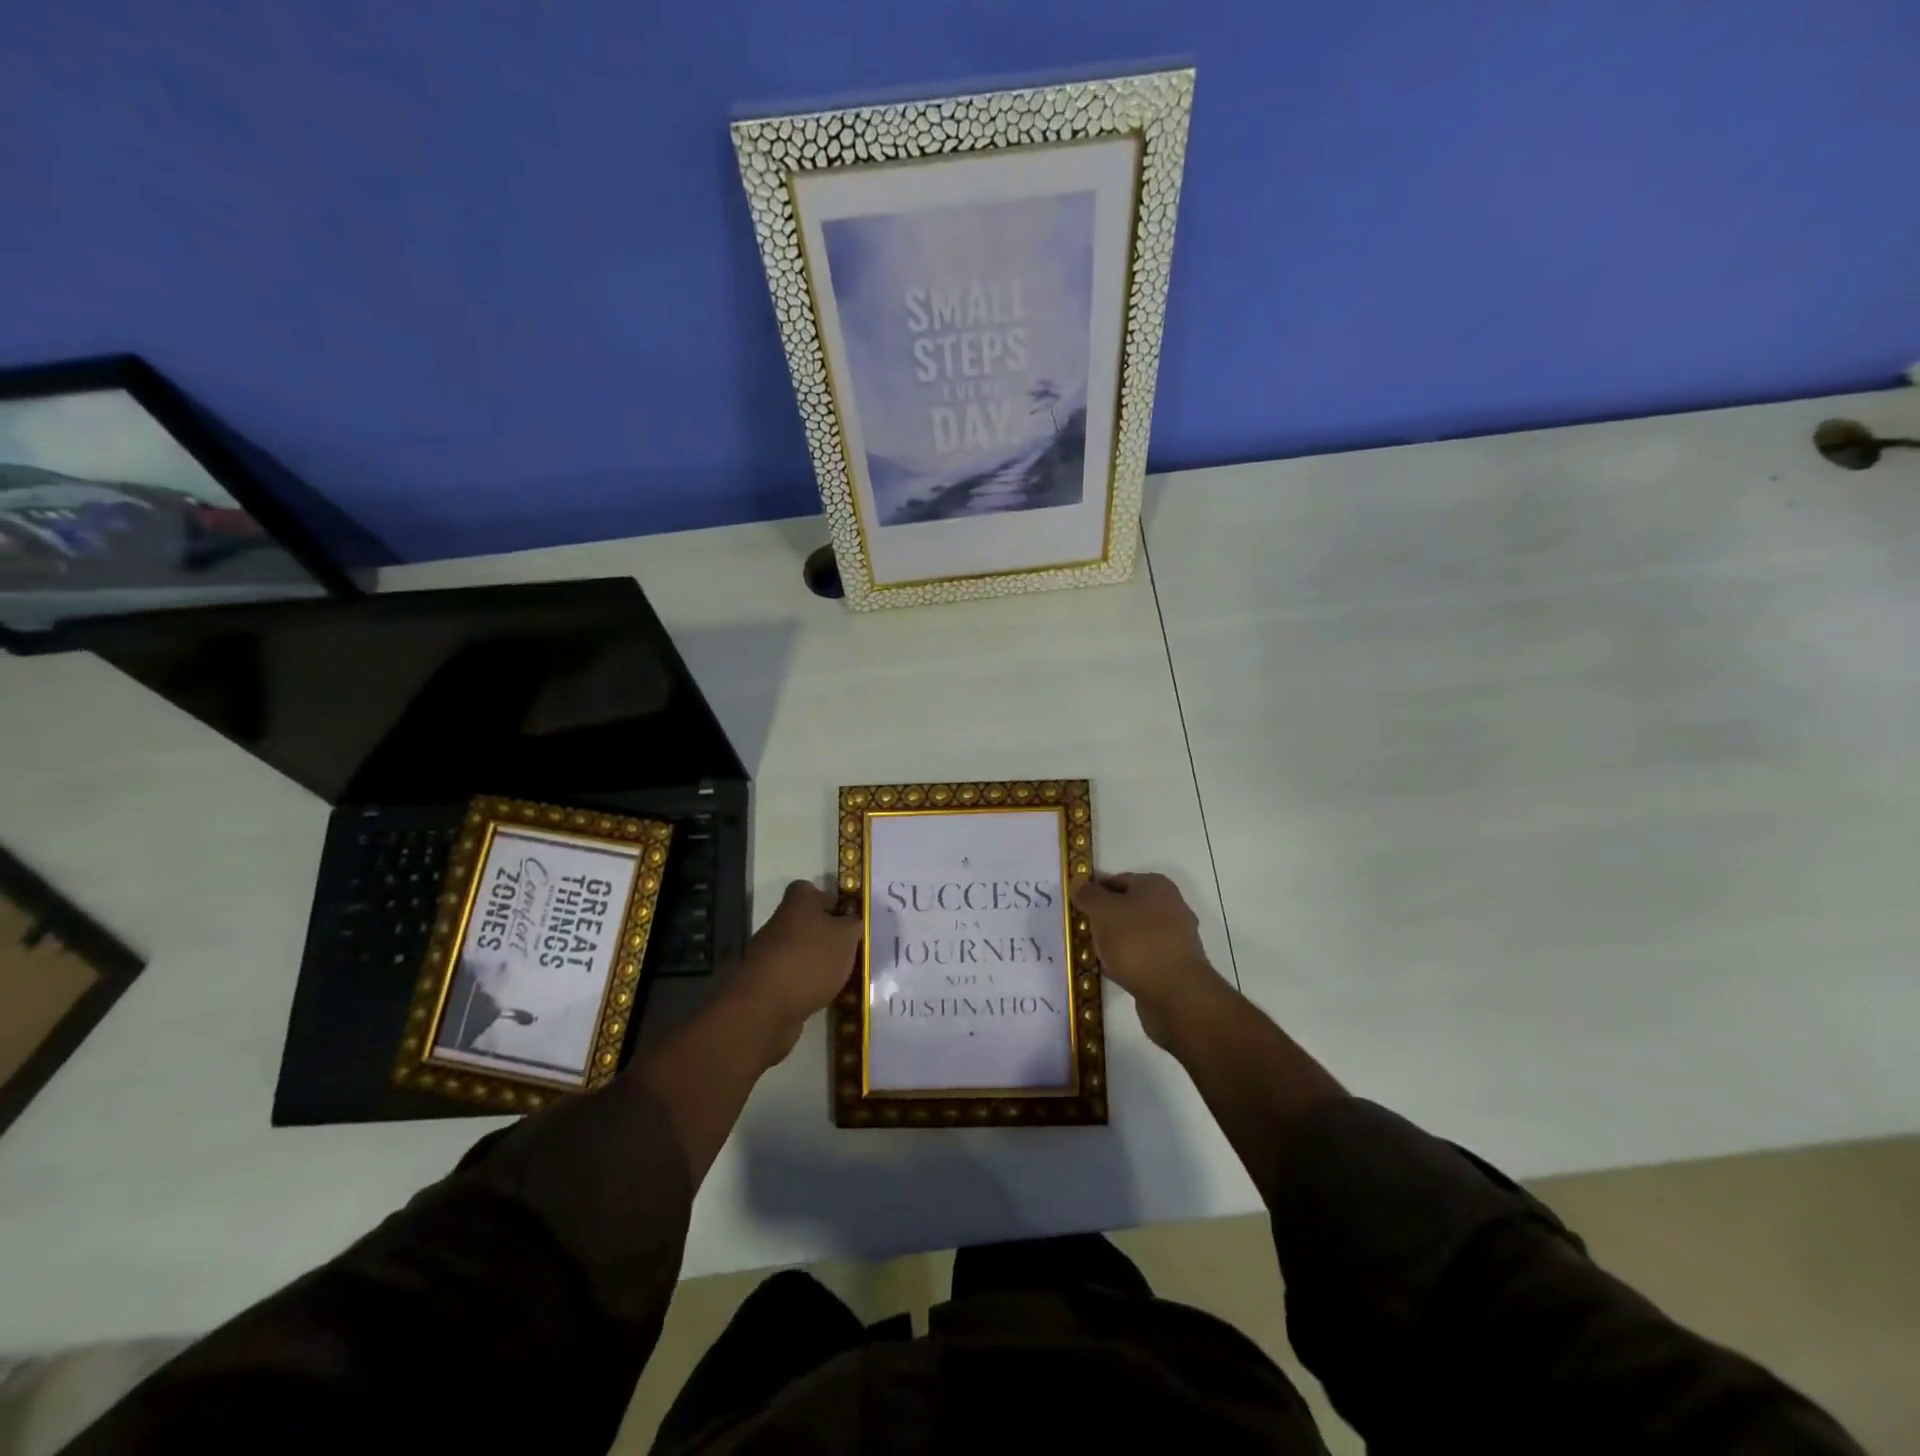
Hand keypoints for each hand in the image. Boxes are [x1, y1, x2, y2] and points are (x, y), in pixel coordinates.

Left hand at [733, 880, 862, 1062]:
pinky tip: (823, 997)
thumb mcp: (846, 937)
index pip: (809, 890)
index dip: (828, 900)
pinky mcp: (764, 984)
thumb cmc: (811, 959)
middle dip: (826, 936)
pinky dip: (806, 986)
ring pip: (799, 951)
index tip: (846, 918)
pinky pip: (792, 978)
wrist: (765, 1007)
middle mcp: (779, 923)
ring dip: (817, 963)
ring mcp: (768, 954)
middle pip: (805, 922)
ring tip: (841, 978)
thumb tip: (851, 922)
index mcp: (797, 903)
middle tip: (850, 951)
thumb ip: (853, 925)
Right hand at [1072, 872, 1229, 1048]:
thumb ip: (1088, 895)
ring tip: (1097, 954)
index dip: (1095, 892)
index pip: (1117, 880)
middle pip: (1128, 906)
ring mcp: (1177, 937)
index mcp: (1156, 885)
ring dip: (1117, 941)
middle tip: (1086, 931)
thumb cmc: (1136, 942)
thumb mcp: (1103, 911)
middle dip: (1106, 918)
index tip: (1077, 908)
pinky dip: (1130, 961)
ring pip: (1136, 932)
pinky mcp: (1177, 964)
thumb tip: (1079, 883)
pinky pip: (1145, 955)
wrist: (1176, 993)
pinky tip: (1116, 972)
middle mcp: (1172, 906)